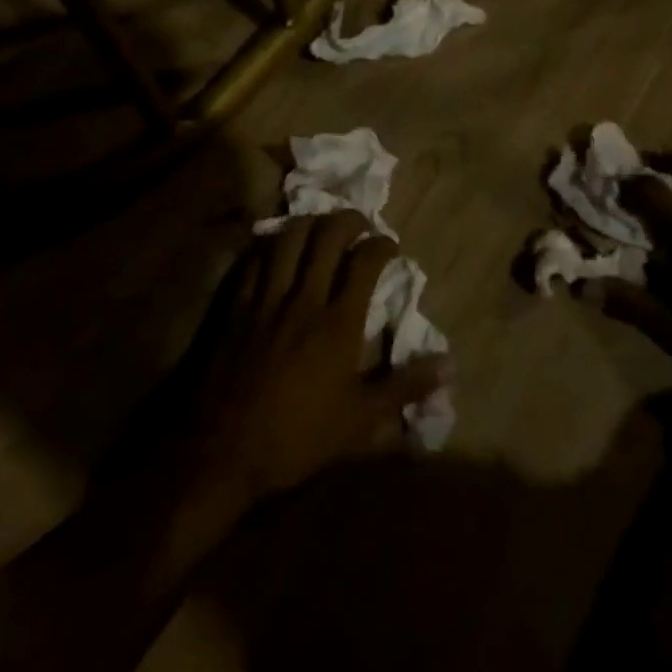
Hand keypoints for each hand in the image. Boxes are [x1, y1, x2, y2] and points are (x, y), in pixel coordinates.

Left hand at [147, 211, 449, 510]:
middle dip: (348, 220)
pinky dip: (270, 245)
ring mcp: (265, 298)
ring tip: (320, 226)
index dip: (382, 244)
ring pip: (288, 238)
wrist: (221, 450)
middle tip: (359, 224)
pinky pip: (254, 259)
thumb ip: (405, 388)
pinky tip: (276, 247)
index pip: (365, 261)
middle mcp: (304, 298)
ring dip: (309, 223)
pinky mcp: (235, 305)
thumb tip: (450, 365)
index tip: (390, 245)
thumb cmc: (297, 437)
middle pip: (327, 236)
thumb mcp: (360, 422)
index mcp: (338, 322)